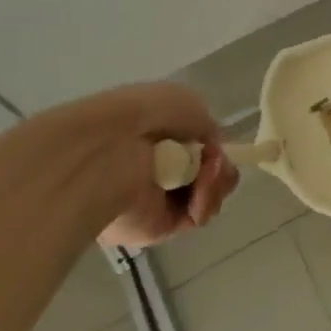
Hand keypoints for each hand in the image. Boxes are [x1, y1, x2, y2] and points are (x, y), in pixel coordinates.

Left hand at [1, 82, 239, 247]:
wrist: (111, 150)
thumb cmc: (146, 116)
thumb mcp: (188, 103)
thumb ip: (206, 126)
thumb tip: (209, 149)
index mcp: (157, 136)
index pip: (196, 146)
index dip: (212, 145)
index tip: (215, 143)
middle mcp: (157, 167)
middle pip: (208, 171)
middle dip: (219, 166)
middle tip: (214, 163)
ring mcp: (158, 198)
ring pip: (208, 193)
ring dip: (216, 182)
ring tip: (206, 176)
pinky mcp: (158, 227)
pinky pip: (197, 216)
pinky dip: (205, 202)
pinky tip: (198, 192)